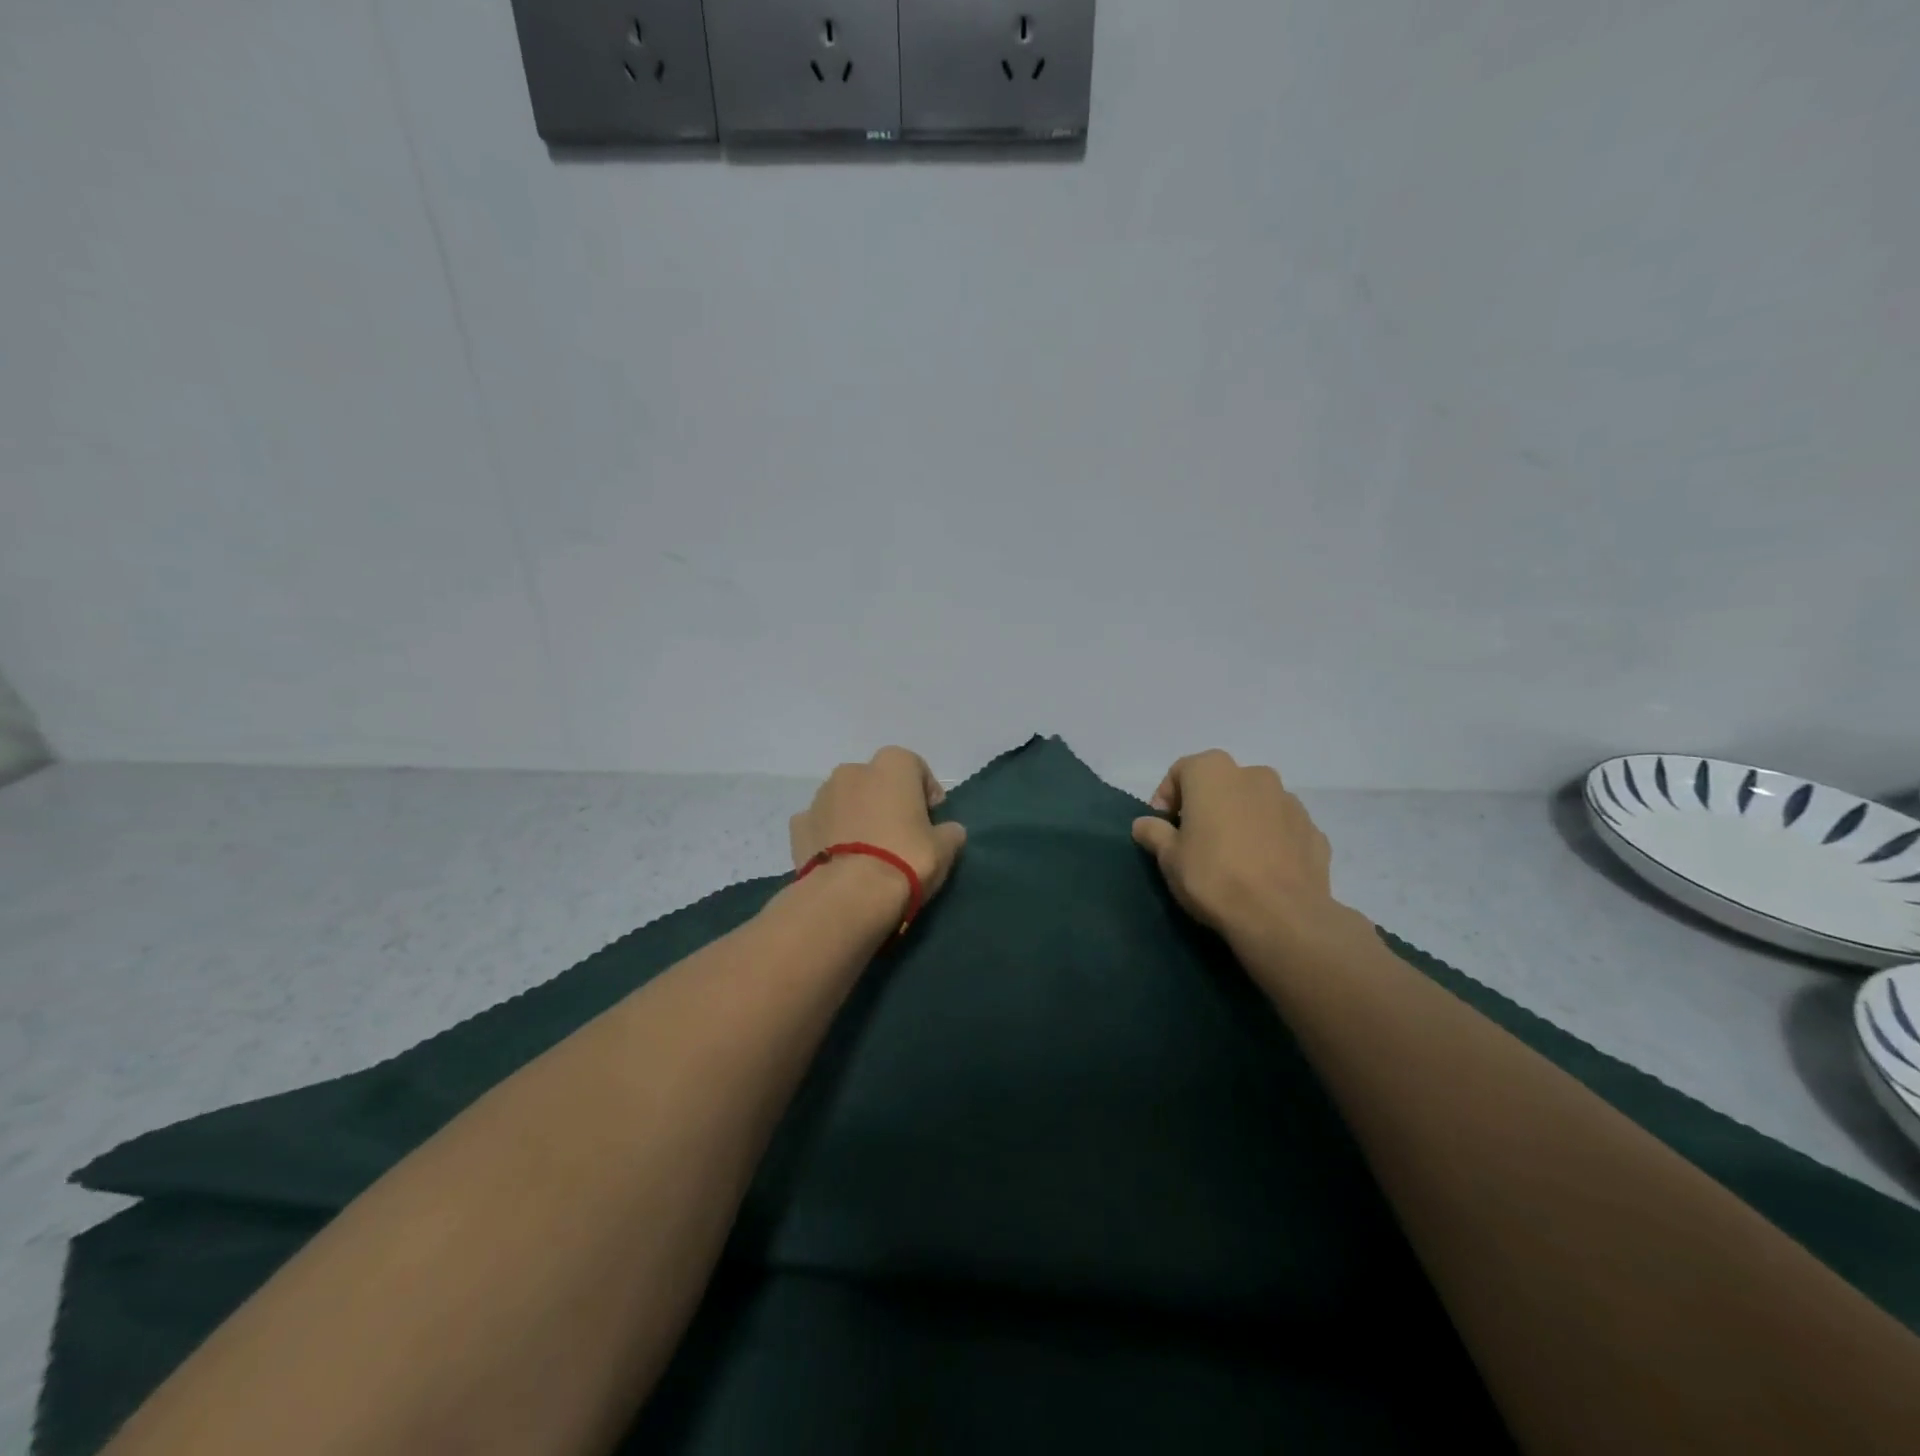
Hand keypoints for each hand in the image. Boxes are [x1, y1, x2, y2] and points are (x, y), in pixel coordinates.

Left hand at [790, 746, 968, 910]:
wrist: (850, 895)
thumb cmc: (905, 859)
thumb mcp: (945, 848)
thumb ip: (950, 832)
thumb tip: (949, 830)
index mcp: (892, 765)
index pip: (916, 768)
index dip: (926, 793)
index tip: (932, 820)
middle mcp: (853, 770)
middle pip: (877, 782)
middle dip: (887, 802)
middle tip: (899, 836)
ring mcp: (820, 796)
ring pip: (846, 800)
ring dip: (857, 816)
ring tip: (868, 851)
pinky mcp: (798, 825)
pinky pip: (821, 824)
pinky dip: (829, 836)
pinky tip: (841, 861)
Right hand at [1131, 750, 1359, 954]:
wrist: (1281, 916)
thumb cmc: (1213, 876)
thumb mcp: (1169, 857)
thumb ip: (1154, 833)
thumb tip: (1144, 823)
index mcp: (1214, 772)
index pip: (1181, 772)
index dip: (1167, 798)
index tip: (1163, 828)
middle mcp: (1255, 775)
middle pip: (1221, 784)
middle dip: (1206, 806)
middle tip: (1195, 841)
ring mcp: (1290, 801)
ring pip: (1254, 803)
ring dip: (1240, 820)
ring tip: (1231, 857)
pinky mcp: (1313, 830)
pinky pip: (1281, 827)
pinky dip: (1269, 839)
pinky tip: (1261, 869)